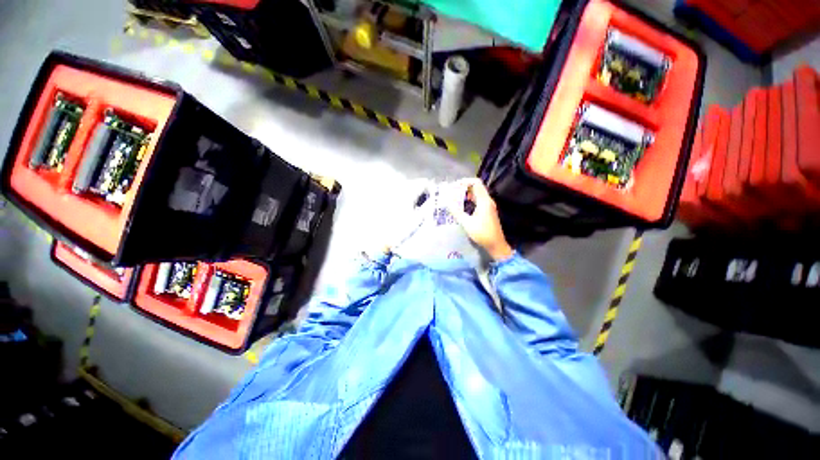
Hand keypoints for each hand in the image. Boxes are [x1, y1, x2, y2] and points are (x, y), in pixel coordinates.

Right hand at [446, 178, 512, 260]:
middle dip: (463, 187)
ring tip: (455, 199)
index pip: (476, 183)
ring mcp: (489, 206)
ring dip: (466, 194)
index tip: (454, 186)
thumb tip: (447, 201)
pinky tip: (462, 206)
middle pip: (476, 187)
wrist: (496, 245)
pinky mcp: (488, 211)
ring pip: (477, 194)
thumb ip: (456, 211)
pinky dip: (470, 200)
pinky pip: (478, 200)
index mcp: (484, 201)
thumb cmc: (482, 234)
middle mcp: (488, 200)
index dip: (464, 181)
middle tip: (452, 192)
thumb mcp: (467, 223)